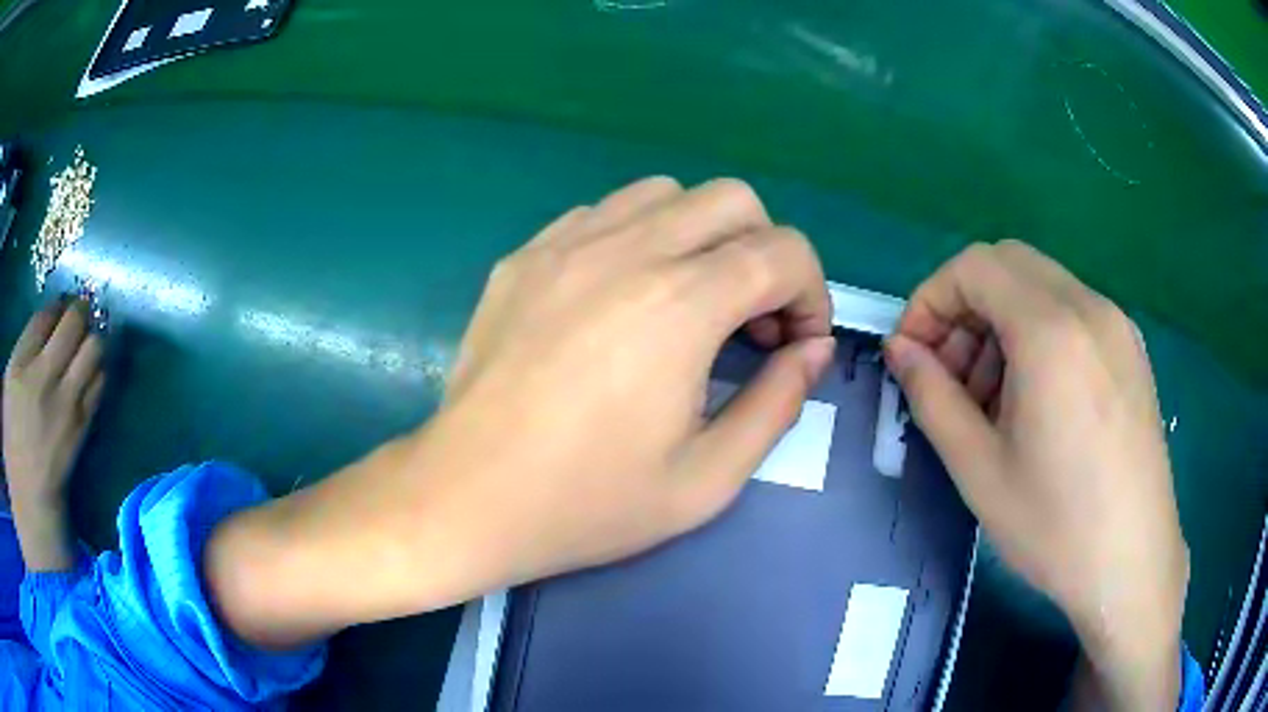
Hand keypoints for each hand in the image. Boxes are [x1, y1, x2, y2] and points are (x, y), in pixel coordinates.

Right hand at [3, 300, 104, 569]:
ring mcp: (65, 401)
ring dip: (93, 338)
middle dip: (81, 310)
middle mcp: (43, 376)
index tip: (63, 304)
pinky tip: (93, 370)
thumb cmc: (13, 439)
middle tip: (82, 311)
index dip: (59, 304)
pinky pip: (99, 382)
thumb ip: (24, 351)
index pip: (45, 315)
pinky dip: (99, 370)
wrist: (30, 494)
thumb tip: (46, 324)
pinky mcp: (82, 425)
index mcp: (20, 364)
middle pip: (73, 323)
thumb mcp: (8, 385)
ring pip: (93, 347)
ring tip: (88, 339)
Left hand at [441, 176, 834, 577]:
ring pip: (665, 193)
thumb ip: (777, 405)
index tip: (796, 345)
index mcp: (680, 305)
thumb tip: (810, 350)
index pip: (784, 252)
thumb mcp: (706, 480)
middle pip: (732, 199)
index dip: (812, 294)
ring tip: (689, 301)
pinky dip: (638, 237)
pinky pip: (603, 213)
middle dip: (765, 251)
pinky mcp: (526, 255)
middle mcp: (627, 250)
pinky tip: (622, 298)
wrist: (467, 498)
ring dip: (701, 235)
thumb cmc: (586, 504)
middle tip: (749, 319)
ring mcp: (566, 244)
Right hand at [884, 241, 1186, 709]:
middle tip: (949, 374)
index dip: (929, 300)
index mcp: (1051, 331)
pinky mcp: (1131, 348)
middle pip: (1007, 265)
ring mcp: (1117, 324)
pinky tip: (1035, 399)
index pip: (972, 268)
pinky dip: (1037, 333)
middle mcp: (1089, 307)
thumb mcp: (978, 470)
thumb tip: (900, 350)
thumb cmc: (1055, 527)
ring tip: (991, 397)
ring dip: (1001, 321)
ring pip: (1041, 286)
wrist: (1134, 563)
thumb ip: (931, 396)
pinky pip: (1072, 312)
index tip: (912, 354)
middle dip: (964, 306)